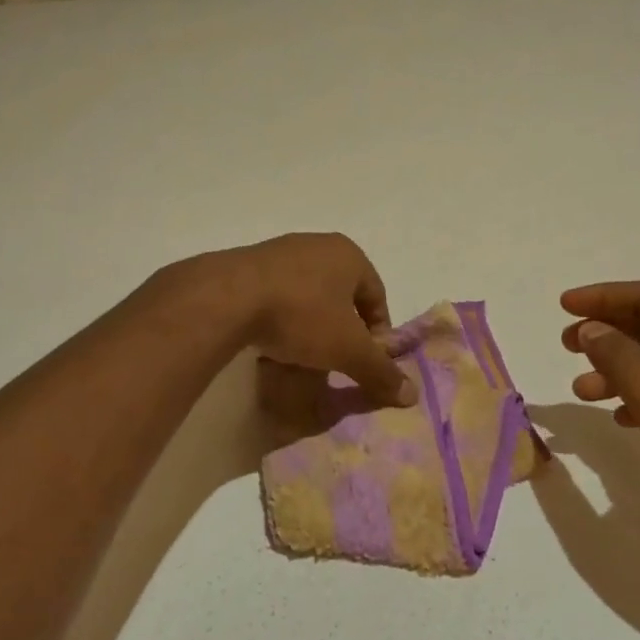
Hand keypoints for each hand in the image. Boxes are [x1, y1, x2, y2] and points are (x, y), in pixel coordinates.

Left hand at [215, 233, 414, 407]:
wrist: (227, 298)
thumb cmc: (302, 315)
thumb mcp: (348, 349)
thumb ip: (380, 371)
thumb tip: (412, 395)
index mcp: (348, 254)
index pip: (377, 295)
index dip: (377, 332)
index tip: (367, 360)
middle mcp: (317, 245)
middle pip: (342, 295)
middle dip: (342, 329)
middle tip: (336, 360)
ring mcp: (280, 252)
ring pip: (308, 295)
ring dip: (311, 325)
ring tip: (303, 356)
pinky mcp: (248, 266)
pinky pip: (277, 296)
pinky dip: (281, 319)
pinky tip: (272, 343)